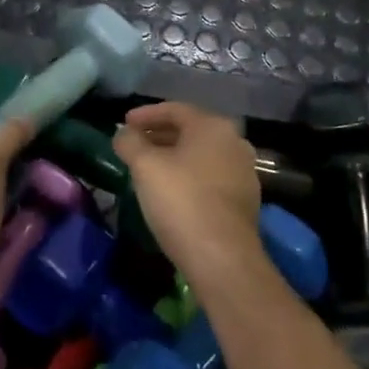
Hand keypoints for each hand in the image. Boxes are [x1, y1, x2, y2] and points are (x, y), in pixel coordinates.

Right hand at [112, 103, 261, 285]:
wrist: (223, 258)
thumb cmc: (182, 201)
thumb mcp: (146, 167)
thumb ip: (130, 143)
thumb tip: (123, 133)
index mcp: (213, 126)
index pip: (174, 109)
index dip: (145, 115)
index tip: (123, 123)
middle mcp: (234, 142)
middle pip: (190, 130)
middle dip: (159, 135)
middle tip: (133, 145)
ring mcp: (244, 171)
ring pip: (201, 155)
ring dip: (174, 157)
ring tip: (148, 168)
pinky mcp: (245, 200)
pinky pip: (211, 176)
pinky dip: (189, 176)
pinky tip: (172, 192)